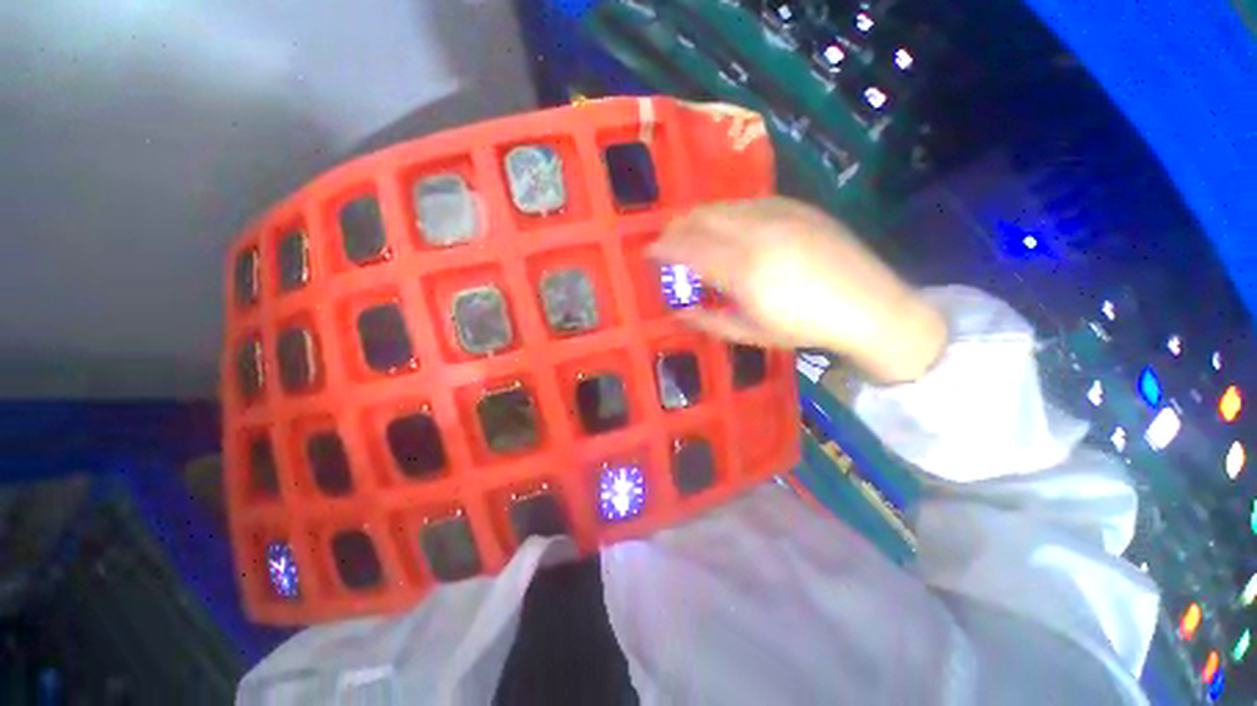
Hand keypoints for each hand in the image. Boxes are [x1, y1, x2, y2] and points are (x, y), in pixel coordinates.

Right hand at [649, 197, 947, 383]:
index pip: (688, 250)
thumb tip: (678, 312)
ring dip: (697, 217)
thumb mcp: (750, 333)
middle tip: (664, 242)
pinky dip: (725, 212)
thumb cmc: (804, 328)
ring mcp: (778, 214)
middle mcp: (756, 233)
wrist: (869, 305)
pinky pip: (747, 202)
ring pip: (722, 206)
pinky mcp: (795, 207)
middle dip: (675, 228)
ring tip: (689, 232)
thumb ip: (708, 321)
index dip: (662, 249)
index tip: (647, 253)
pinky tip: (725, 225)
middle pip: (700, 219)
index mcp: (743, 270)